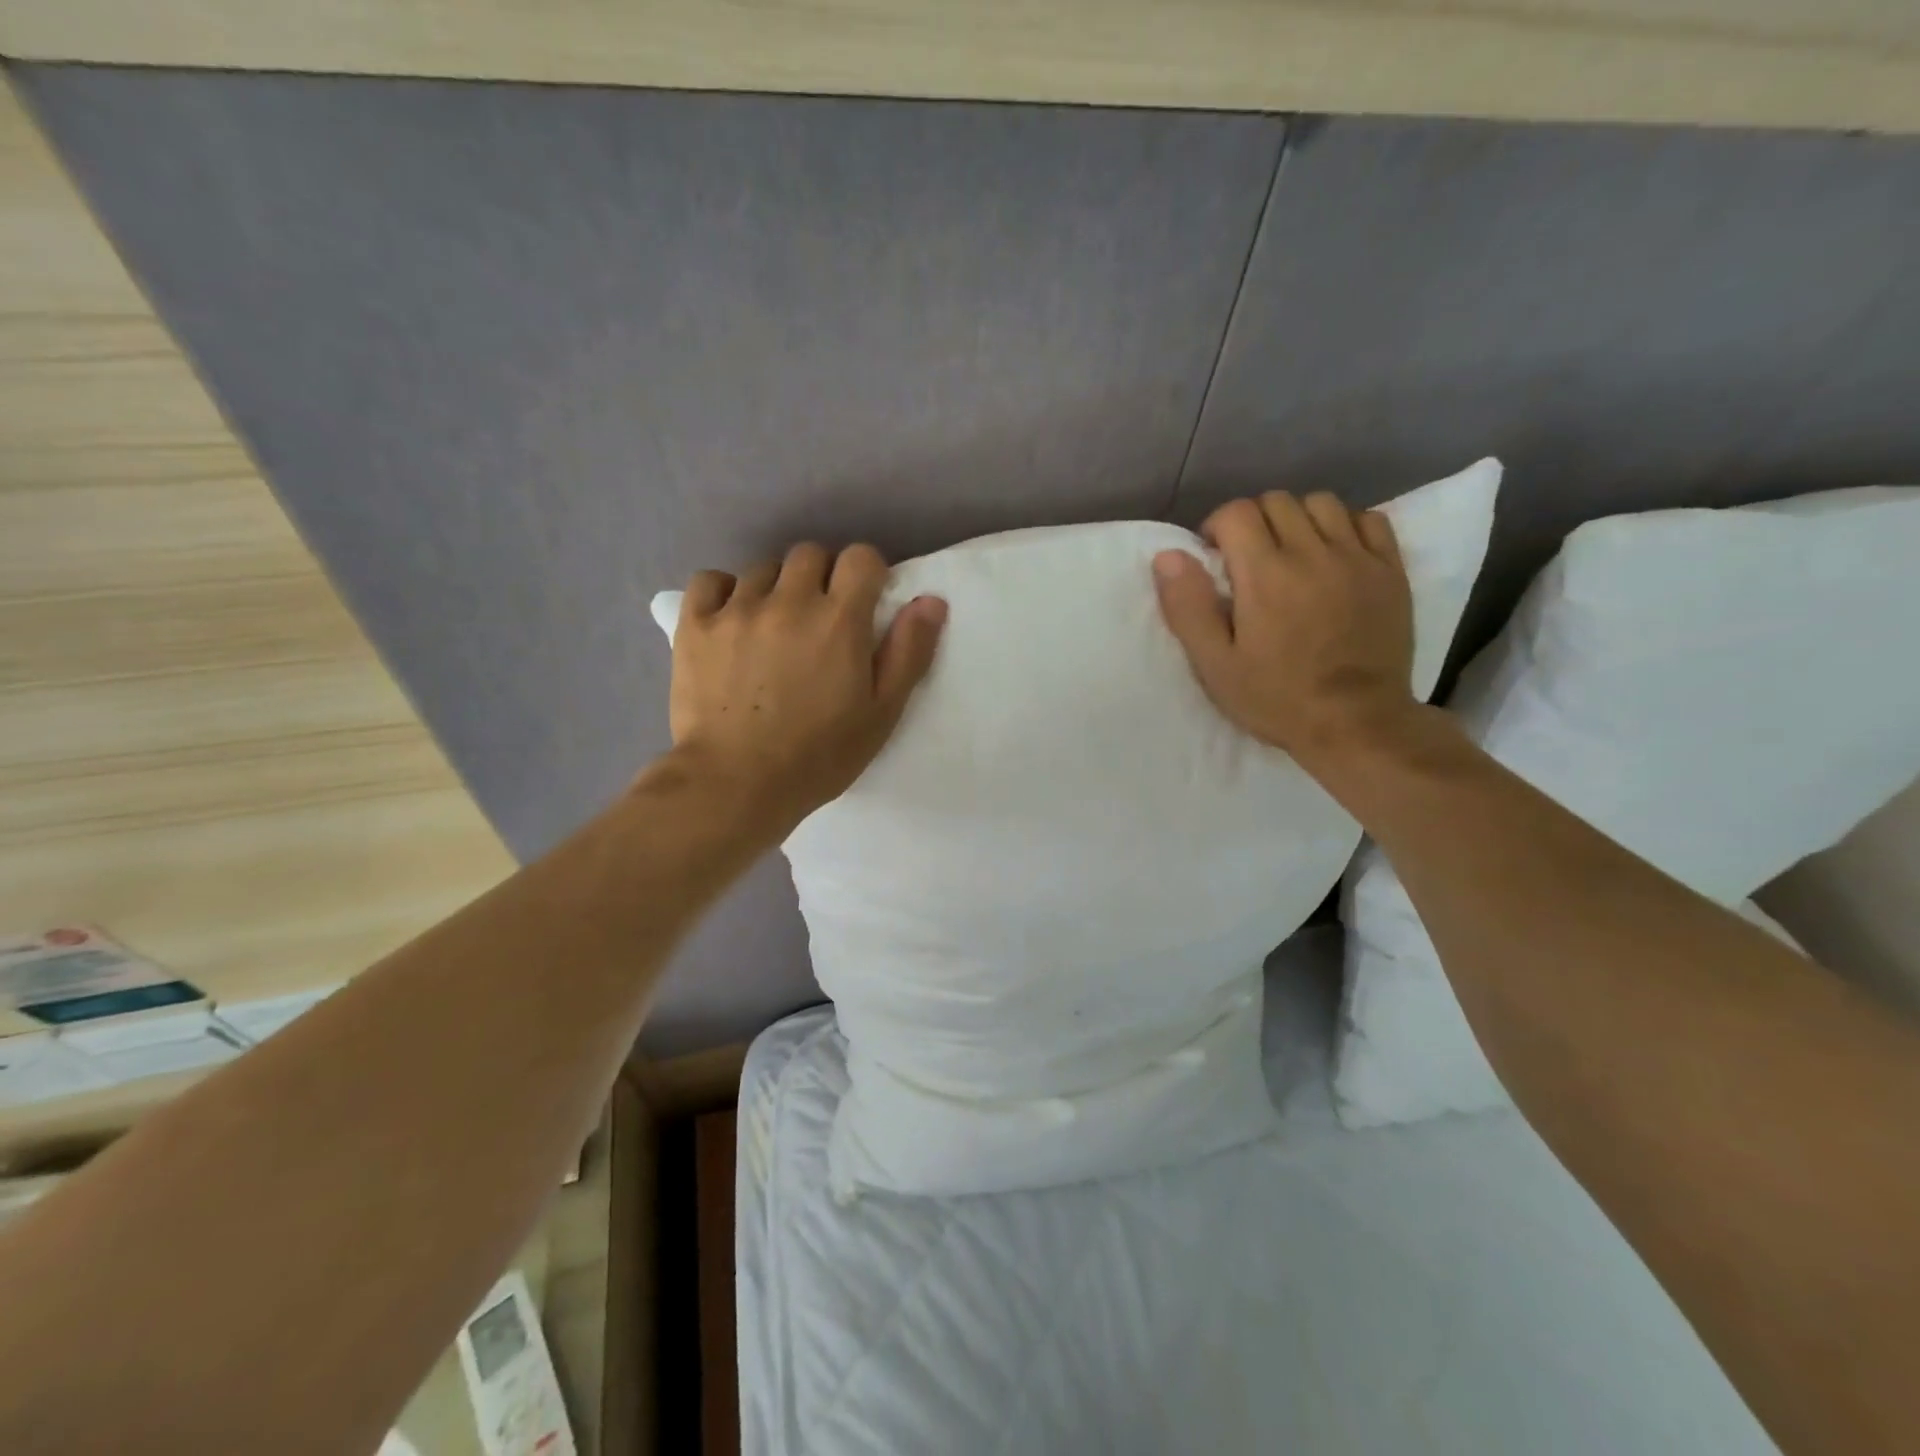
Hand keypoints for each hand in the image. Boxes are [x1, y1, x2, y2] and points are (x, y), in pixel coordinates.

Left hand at [668, 542, 946, 826]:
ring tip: (773, 629)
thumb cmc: (819, 755)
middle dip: (821, 578)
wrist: (736, 783)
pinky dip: (724, 593)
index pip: (860, 557)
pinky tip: (731, 620)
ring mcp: (737, 609)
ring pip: (762, 569)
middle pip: (810, 554)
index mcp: (839, 620)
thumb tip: (930, 600)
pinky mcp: (695, 625)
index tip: (863, 603)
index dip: (866, 575)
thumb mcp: (881, 713)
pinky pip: (711, 581)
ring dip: (776, 589)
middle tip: (819, 620)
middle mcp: (789, 601)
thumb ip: (908, 652)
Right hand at [1153, 491, 1419, 766]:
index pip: (1237, 512)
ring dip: (1297, 519)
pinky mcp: (1390, 571)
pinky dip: (1344, 526)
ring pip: (1322, 503)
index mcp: (1265, 575)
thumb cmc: (1276, 699)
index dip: (1217, 527)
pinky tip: (1333, 555)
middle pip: (1277, 501)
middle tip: (1247, 560)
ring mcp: (1358, 558)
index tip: (1215, 558)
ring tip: (1291, 554)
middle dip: (1253, 521)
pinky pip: (1368, 519)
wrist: (1356, 724)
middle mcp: (1313, 553)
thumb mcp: (1215, 665)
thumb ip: (1188, 607)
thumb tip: (1168, 555)